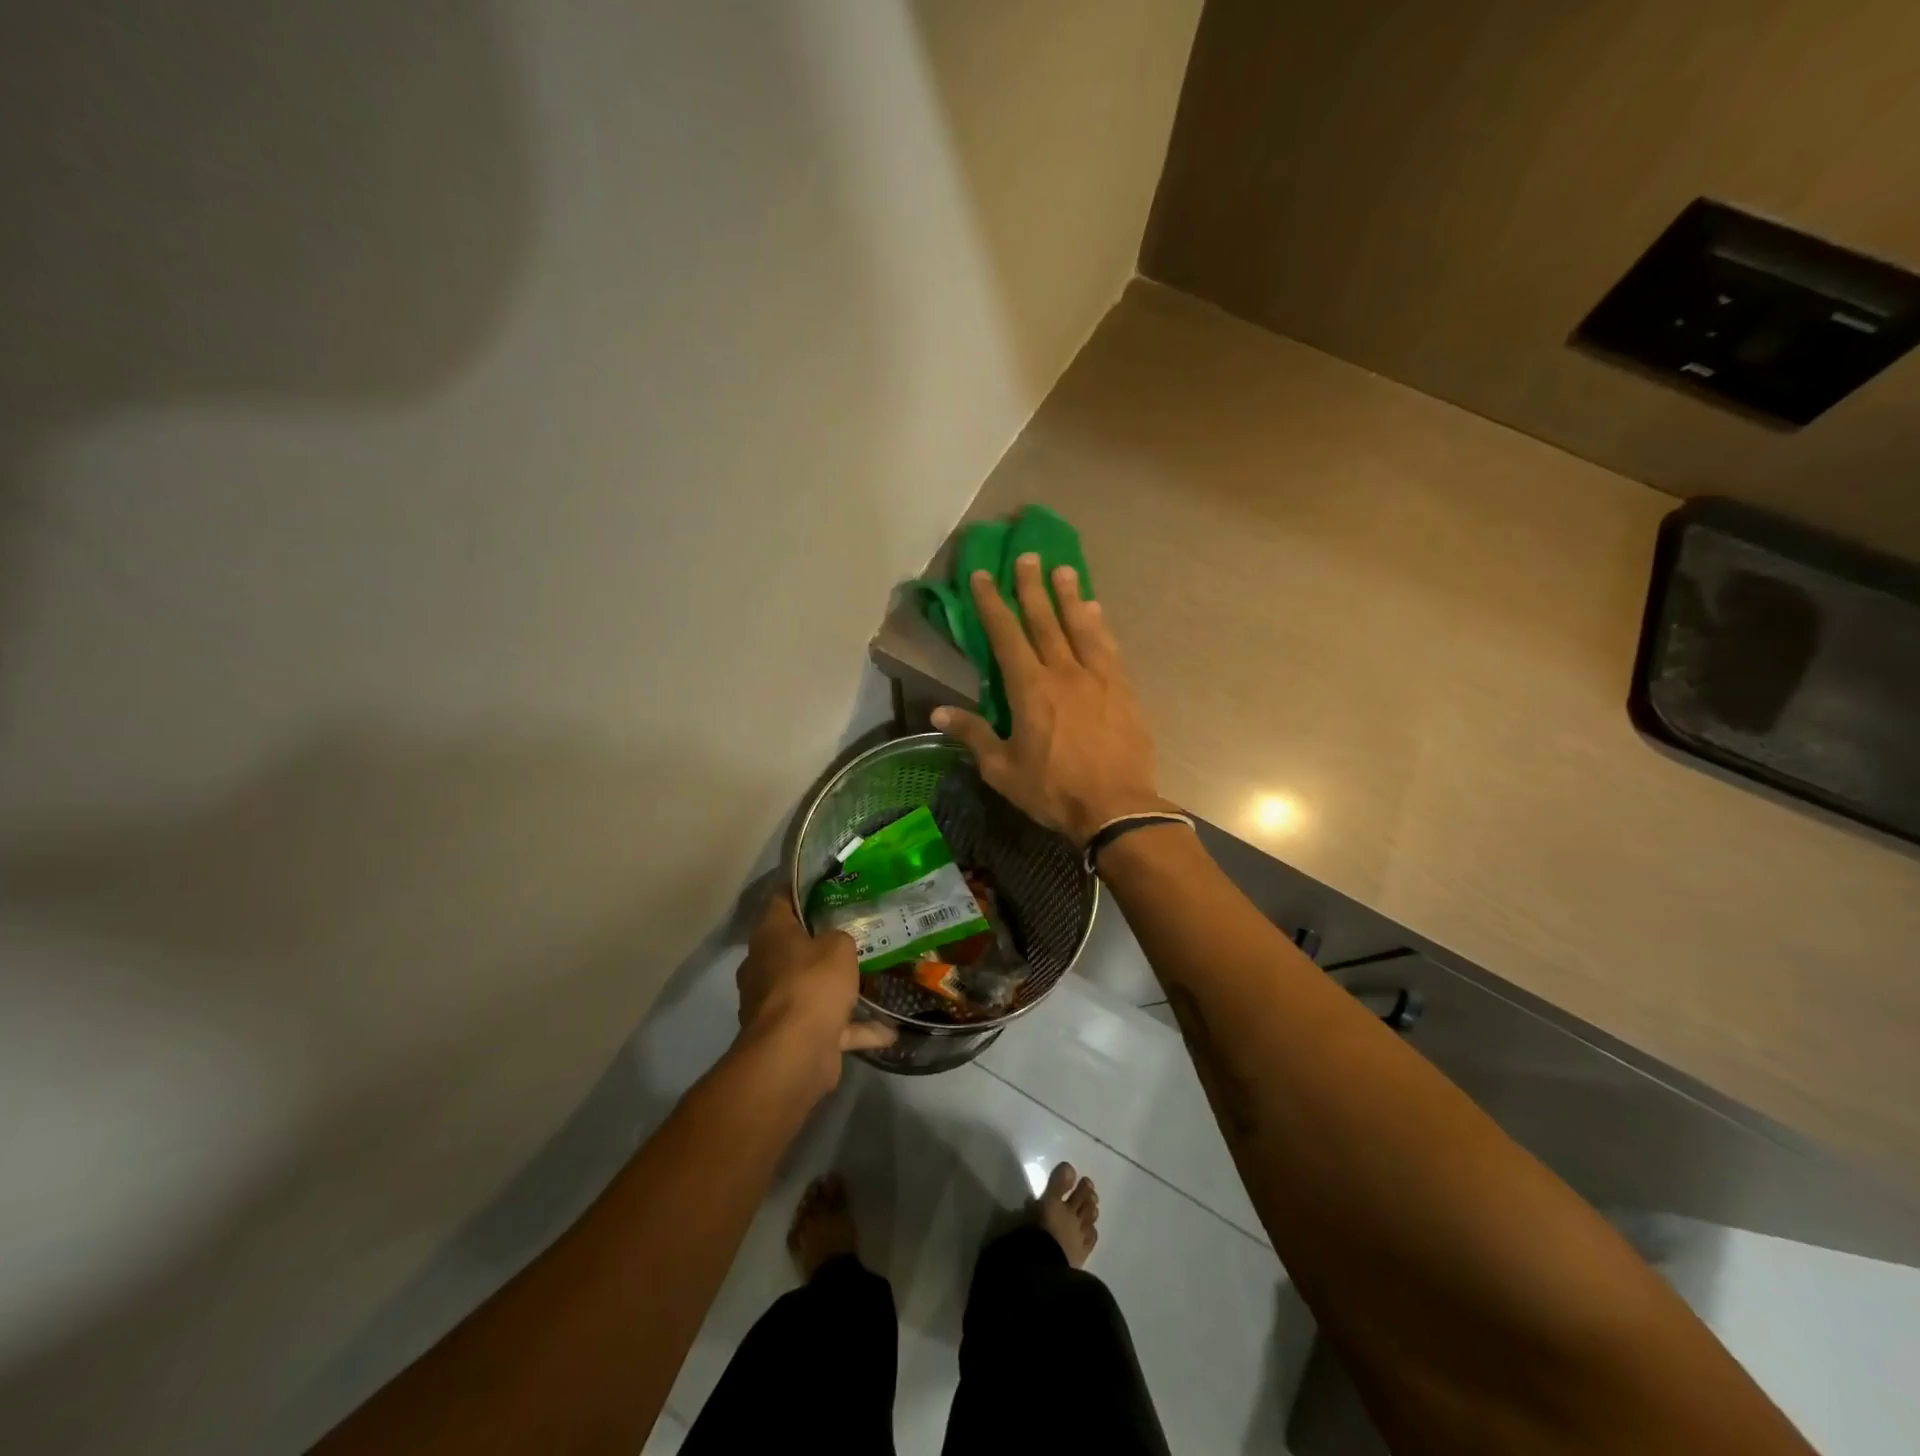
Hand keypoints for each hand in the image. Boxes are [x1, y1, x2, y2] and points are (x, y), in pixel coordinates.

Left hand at [735, 893, 895, 1086]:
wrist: (793, 1054)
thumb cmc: (811, 984)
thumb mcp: (839, 946)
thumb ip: (840, 937)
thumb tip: (836, 944)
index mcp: (770, 935)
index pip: (781, 899)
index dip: (803, 888)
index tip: (831, 883)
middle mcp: (765, 966)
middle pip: (795, 944)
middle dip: (824, 940)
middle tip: (857, 928)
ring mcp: (776, 1004)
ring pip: (811, 987)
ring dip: (839, 988)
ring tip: (874, 978)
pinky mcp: (792, 1036)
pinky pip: (828, 1025)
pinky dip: (855, 1028)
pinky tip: (888, 1031)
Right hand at [932, 555, 1169, 846]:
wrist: (1117, 807)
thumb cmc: (1053, 790)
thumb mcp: (1003, 769)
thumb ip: (973, 735)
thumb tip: (938, 713)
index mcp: (1030, 688)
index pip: (1006, 635)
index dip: (992, 603)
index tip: (983, 574)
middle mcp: (1064, 672)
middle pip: (1045, 620)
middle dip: (1032, 587)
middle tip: (1028, 555)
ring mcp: (1099, 678)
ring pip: (1081, 627)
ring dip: (1070, 596)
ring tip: (1064, 570)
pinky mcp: (1124, 690)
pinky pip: (1109, 648)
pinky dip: (1100, 625)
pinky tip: (1097, 612)